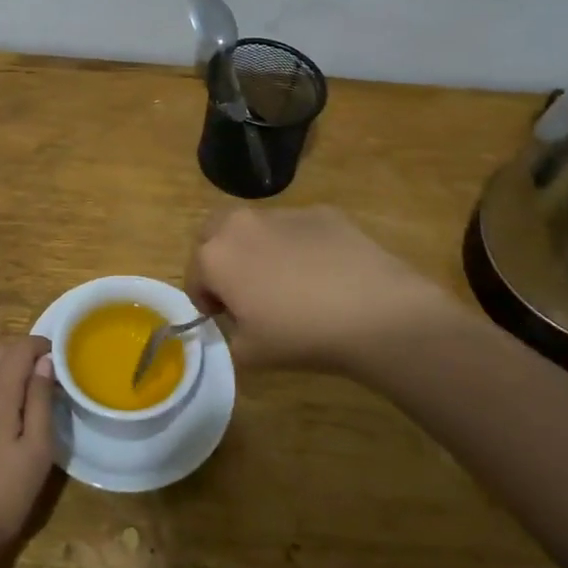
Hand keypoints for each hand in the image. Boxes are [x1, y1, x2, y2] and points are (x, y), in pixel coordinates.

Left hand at [0, 337, 56, 567]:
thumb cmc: (3, 493)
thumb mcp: (36, 449)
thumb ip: (40, 400)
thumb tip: (45, 361)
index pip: (20, 348)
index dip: (43, 344)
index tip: (66, 356)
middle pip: (1, 352)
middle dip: (28, 350)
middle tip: (55, 368)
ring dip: (13, 363)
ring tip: (39, 384)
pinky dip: (1, 379)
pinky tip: (16, 404)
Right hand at [186, 206, 465, 375]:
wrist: (374, 311)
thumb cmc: (300, 335)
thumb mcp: (250, 355)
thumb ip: (229, 337)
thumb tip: (237, 325)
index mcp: (215, 256)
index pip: (194, 276)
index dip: (205, 300)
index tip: (225, 318)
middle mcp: (241, 224)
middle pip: (214, 233)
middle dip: (219, 257)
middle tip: (243, 290)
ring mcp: (283, 213)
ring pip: (255, 228)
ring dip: (257, 249)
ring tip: (288, 283)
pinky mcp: (321, 212)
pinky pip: (296, 229)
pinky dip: (298, 246)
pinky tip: (323, 275)